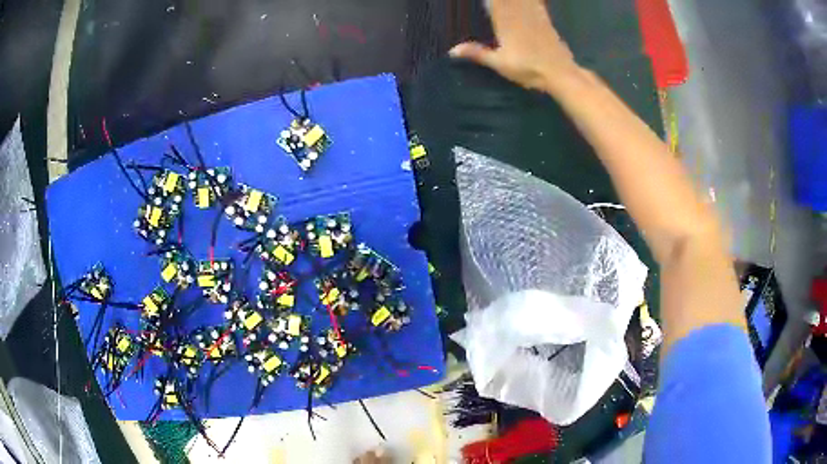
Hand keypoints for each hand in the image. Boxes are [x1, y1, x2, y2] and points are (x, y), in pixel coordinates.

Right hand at [449, 0, 581, 92]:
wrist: (560, 73)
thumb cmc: (529, 69)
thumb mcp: (500, 63)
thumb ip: (477, 53)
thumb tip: (452, 50)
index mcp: (505, 22)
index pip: (494, 2)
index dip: (490, 1)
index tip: (484, 0)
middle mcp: (519, 14)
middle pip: (507, 0)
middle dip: (499, 1)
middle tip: (490, 1)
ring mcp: (534, 16)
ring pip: (523, 0)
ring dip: (514, 0)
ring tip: (507, 2)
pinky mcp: (546, 20)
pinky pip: (536, 3)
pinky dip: (532, 1)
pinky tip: (532, 1)